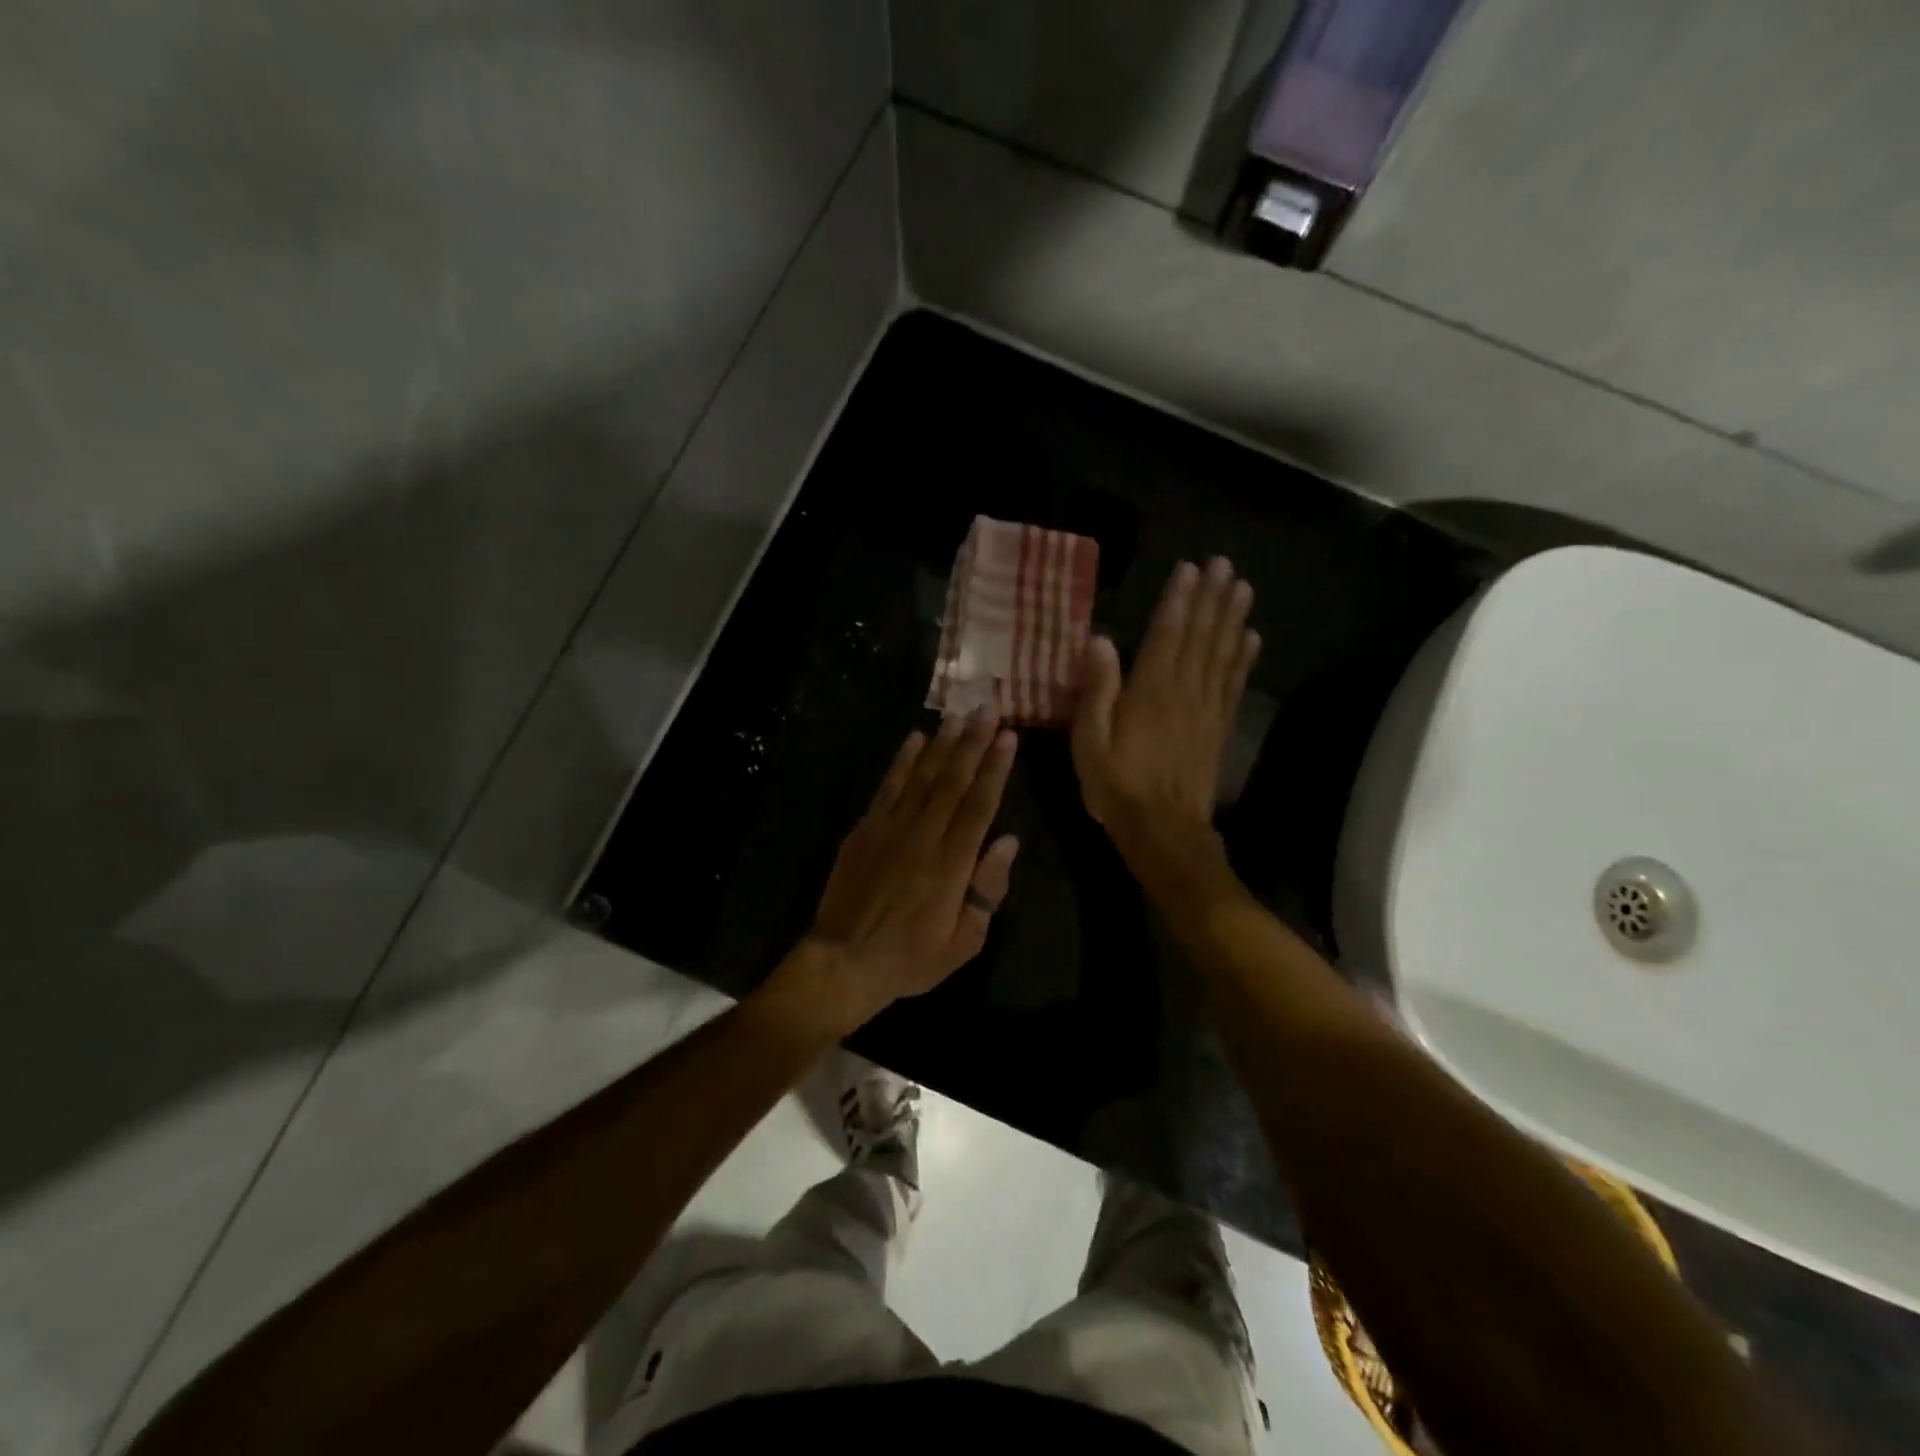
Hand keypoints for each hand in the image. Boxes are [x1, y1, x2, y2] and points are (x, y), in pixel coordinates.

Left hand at [795, 711, 1019, 1030]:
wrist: (843, 963)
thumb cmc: (910, 959)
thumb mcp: (963, 942)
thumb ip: (988, 890)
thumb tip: (1008, 842)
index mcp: (952, 865)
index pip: (979, 806)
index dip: (995, 768)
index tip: (1008, 737)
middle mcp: (923, 838)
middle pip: (952, 782)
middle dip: (973, 743)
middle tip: (988, 709)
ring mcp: (889, 830)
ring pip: (921, 777)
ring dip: (942, 744)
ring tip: (958, 715)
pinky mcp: (864, 831)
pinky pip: (887, 788)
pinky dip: (902, 762)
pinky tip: (915, 740)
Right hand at [1072, 558, 1259, 871]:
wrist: (1163, 829)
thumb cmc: (1117, 785)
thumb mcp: (1090, 741)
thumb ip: (1097, 689)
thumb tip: (1099, 640)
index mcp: (1150, 691)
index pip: (1167, 634)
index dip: (1179, 600)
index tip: (1190, 569)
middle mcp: (1184, 691)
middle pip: (1201, 636)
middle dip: (1212, 598)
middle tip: (1224, 564)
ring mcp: (1207, 709)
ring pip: (1222, 654)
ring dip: (1232, 619)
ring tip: (1242, 588)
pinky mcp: (1219, 728)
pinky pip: (1234, 684)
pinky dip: (1243, 659)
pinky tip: (1250, 638)